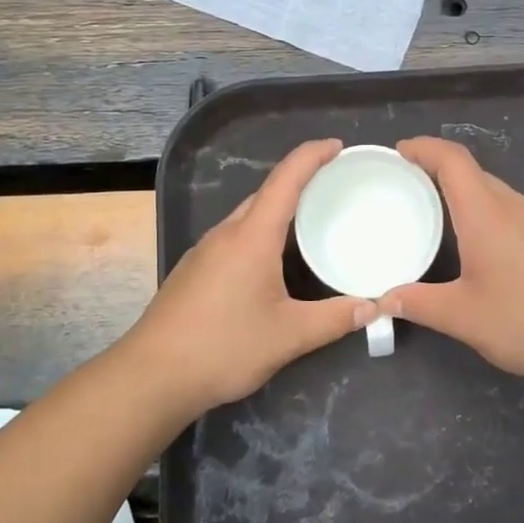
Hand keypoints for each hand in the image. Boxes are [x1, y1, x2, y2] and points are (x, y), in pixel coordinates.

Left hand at [123, 139, 376, 415]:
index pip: (286, 179)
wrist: (150, 376)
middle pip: (266, 194)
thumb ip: (334, 319)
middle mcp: (226, 234)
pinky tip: (272, 262)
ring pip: (248, 217)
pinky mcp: (194, 270)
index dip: (312, 156)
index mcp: (252, 236)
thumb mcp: (288, 336)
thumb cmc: (222, 347)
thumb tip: (373, 307)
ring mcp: (205, 251)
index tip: (337, 146)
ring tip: (311, 221)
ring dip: (279, 210)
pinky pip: (235, 237)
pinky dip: (261, 234)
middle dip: (300, 182)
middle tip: (335, 188)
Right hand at [381, 137, 523, 389]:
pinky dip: (485, 211)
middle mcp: (513, 206)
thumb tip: (384, 300)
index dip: (424, 147)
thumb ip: (419, 304)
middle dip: (437, 168)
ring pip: (494, 190)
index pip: (452, 160)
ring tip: (438, 212)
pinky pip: (511, 209)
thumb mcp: (463, 317)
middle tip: (408, 184)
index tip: (399, 151)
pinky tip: (481, 244)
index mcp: (486, 214)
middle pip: (472, 171)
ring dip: (463, 191)